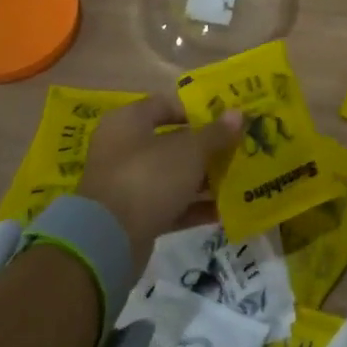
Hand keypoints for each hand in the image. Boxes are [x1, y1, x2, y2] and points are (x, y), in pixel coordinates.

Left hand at [81, 97, 241, 259]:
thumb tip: (239, 114)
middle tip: (238, 149)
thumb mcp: (189, 151)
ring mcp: (127, 184)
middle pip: (172, 142)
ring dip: (203, 179)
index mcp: (129, 121)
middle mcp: (124, 148)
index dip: (197, 110)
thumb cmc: (148, 177)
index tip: (226, 119)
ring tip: (238, 179)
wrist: (107, 241)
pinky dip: (194, 207)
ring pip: (172, 176)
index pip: (166, 105)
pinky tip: (224, 211)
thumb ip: (216, 133)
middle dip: (206, 148)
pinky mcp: (133, 217)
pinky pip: (170, 205)